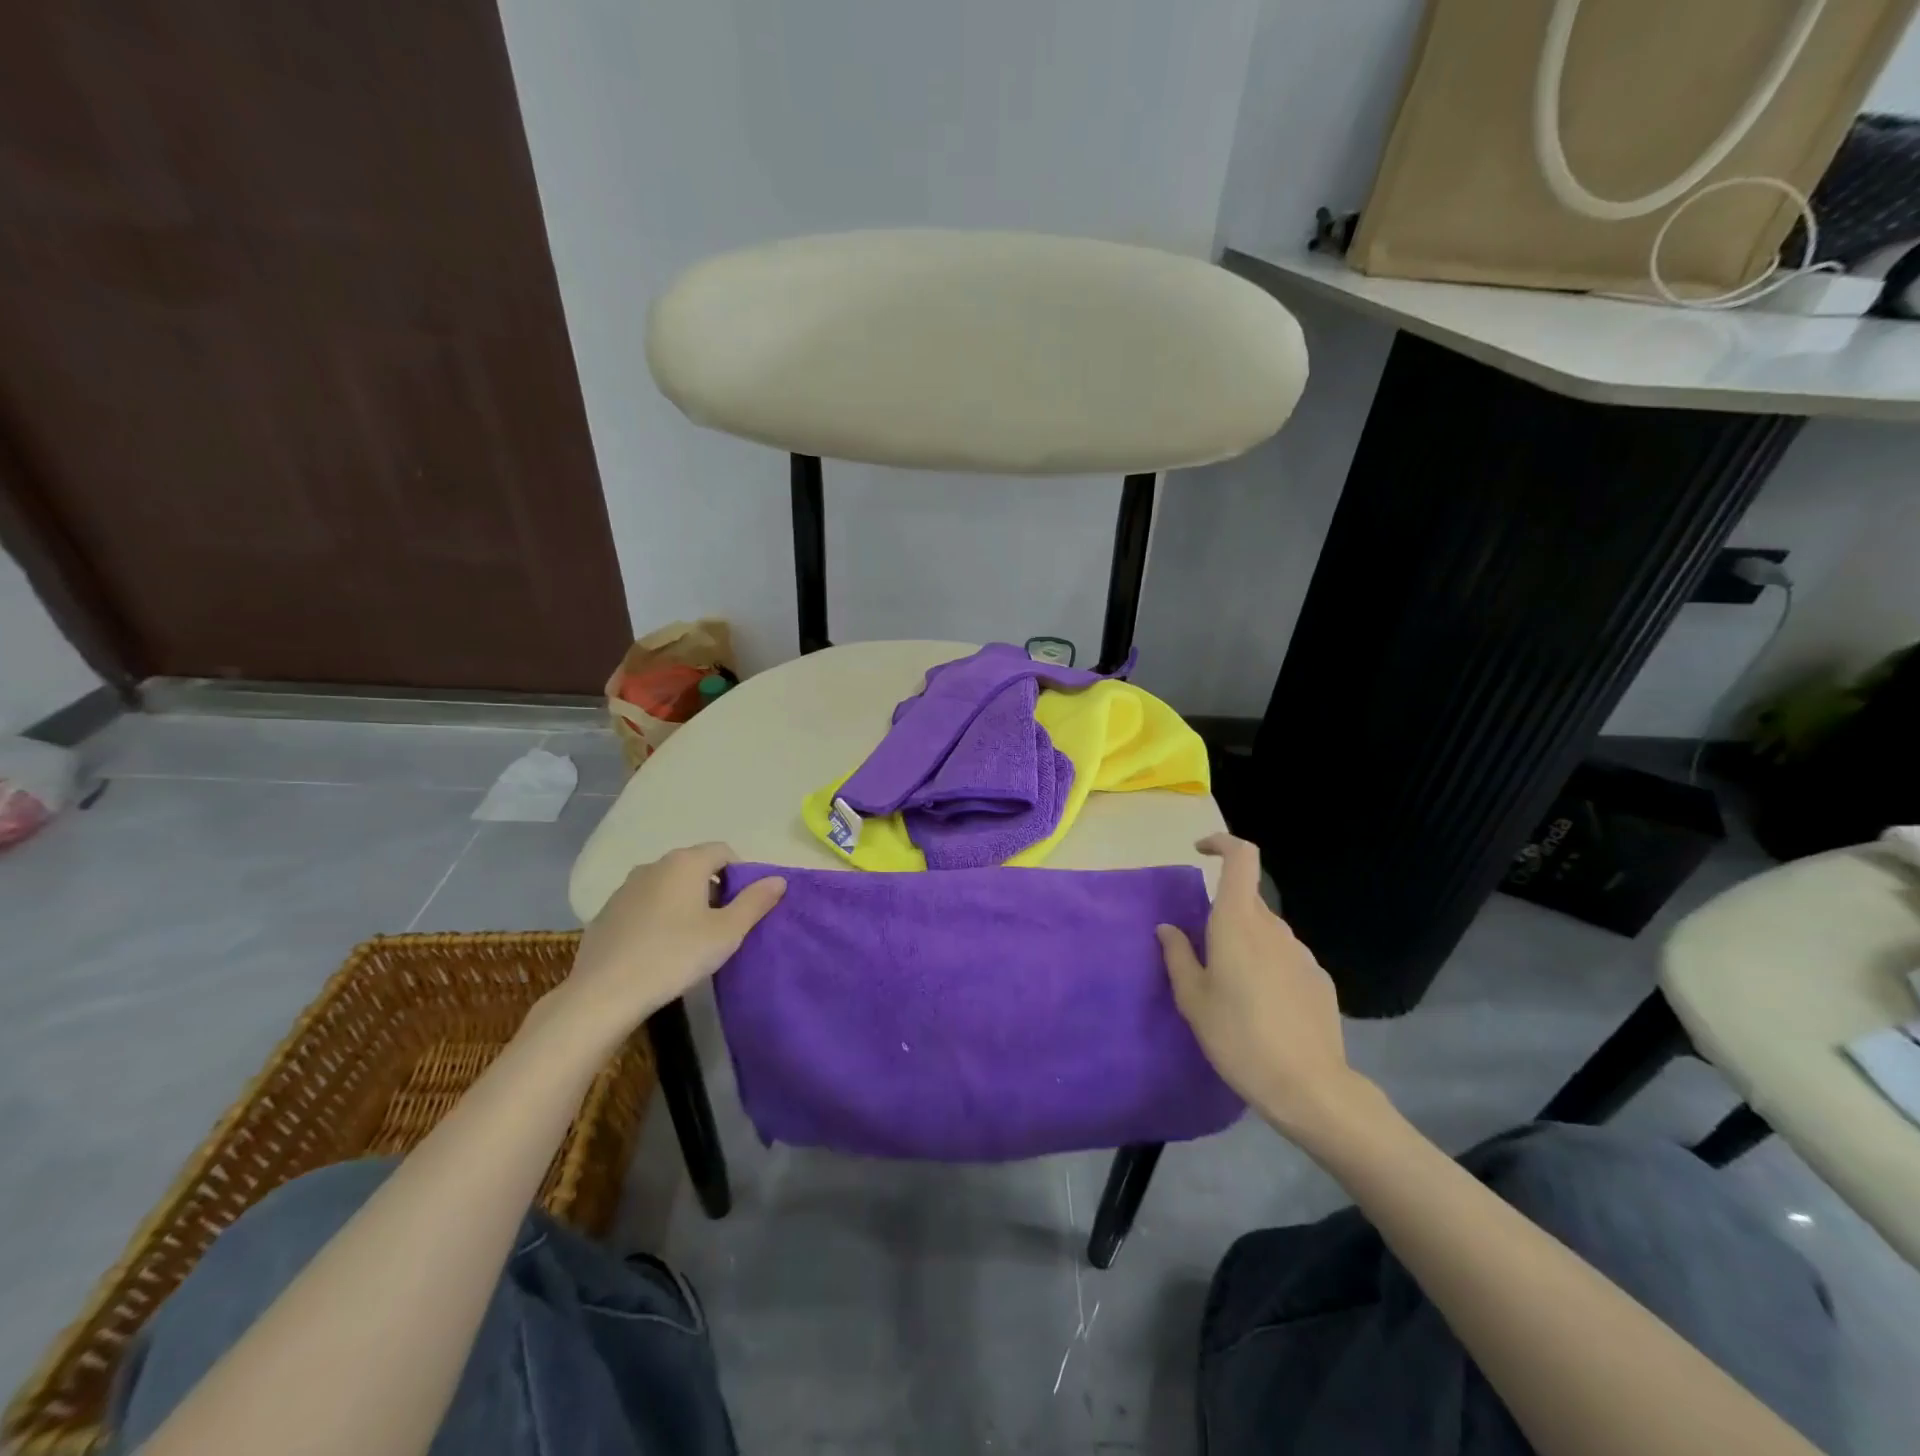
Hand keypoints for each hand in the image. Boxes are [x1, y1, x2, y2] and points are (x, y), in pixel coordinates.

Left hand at [546, 844, 785, 1042]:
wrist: (604, 993)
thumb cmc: (675, 956)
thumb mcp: (727, 932)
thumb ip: (755, 902)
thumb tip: (778, 879)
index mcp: (686, 863)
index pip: (724, 851)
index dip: (741, 874)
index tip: (744, 907)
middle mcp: (654, 865)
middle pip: (695, 866)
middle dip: (713, 888)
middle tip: (722, 925)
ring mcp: (625, 887)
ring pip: (668, 885)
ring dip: (684, 901)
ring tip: (690, 938)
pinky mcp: (606, 912)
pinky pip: (644, 904)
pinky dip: (658, 916)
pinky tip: (658, 948)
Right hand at [1157, 834, 1373, 1139]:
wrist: (1308, 1087)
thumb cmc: (1238, 1038)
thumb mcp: (1193, 1000)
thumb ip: (1178, 956)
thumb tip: (1168, 928)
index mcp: (1237, 923)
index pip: (1241, 858)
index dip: (1222, 843)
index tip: (1201, 853)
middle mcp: (1272, 928)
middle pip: (1247, 901)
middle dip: (1224, 915)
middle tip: (1205, 959)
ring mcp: (1301, 952)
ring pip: (1266, 932)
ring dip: (1246, 945)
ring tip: (1234, 992)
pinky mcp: (1319, 978)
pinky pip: (1285, 958)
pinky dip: (1269, 968)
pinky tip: (1264, 1009)